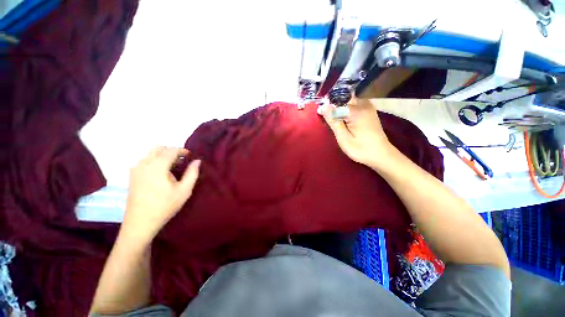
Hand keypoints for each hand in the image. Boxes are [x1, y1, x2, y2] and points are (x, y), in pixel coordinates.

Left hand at [122, 146, 200, 243]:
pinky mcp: (132, 176)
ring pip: (150, 153)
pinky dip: (155, 161)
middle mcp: (144, 163)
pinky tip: (161, 173)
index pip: (171, 150)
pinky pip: (144, 160)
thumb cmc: (165, 206)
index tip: (190, 156)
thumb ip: (192, 173)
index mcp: (157, 166)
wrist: (141, 222)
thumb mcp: (184, 190)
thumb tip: (197, 161)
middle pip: (159, 148)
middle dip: (172, 151)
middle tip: (182, 161)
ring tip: (173, 167)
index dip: (182, 150)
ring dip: (163, 156)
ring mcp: (135, 169)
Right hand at [323, 98, 392, 168]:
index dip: (328, 107)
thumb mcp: (343, 138)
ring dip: (340, 109)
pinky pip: (354, 105)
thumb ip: (334, 121)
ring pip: (348, 101)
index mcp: (357, 111)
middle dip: (335, 108)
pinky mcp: (369, 111)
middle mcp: (364, 104)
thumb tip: (324, 107)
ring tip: (338, 123)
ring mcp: (368, 107)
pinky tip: (346, 122)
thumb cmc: (361, 149)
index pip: (337, 101)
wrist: (381, 155)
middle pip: (344, 99)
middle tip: (331, 122)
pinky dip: (347, 111)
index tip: (322, 115)